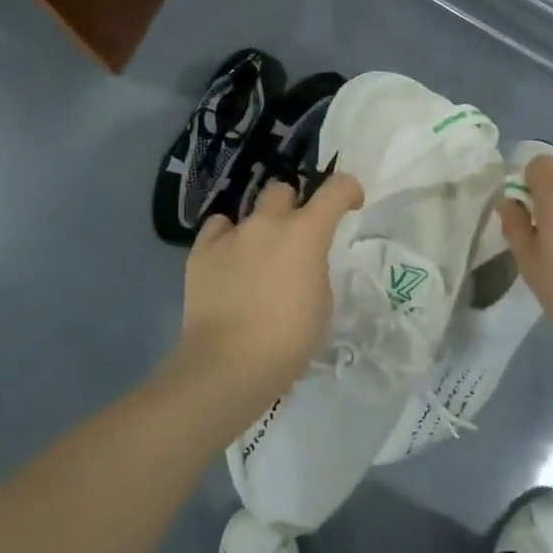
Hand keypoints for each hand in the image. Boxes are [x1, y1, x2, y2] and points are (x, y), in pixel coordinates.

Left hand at [167, 171, 365, 411]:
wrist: (229, 363)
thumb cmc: (289, 339)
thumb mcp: (322, 302)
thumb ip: (314, 268)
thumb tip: (301, 261)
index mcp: (306, 233)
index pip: (336, 189)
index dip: (348, 190)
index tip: (350, 204)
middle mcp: (268, 222)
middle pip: (282, 190)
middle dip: (292, 206)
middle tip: (293, 235)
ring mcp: (232, 234)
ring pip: (249, 210)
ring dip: (259, 227)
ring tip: (257, 256)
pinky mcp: (202, 251)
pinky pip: (218, 229)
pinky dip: (226, 239)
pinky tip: (228, 262)